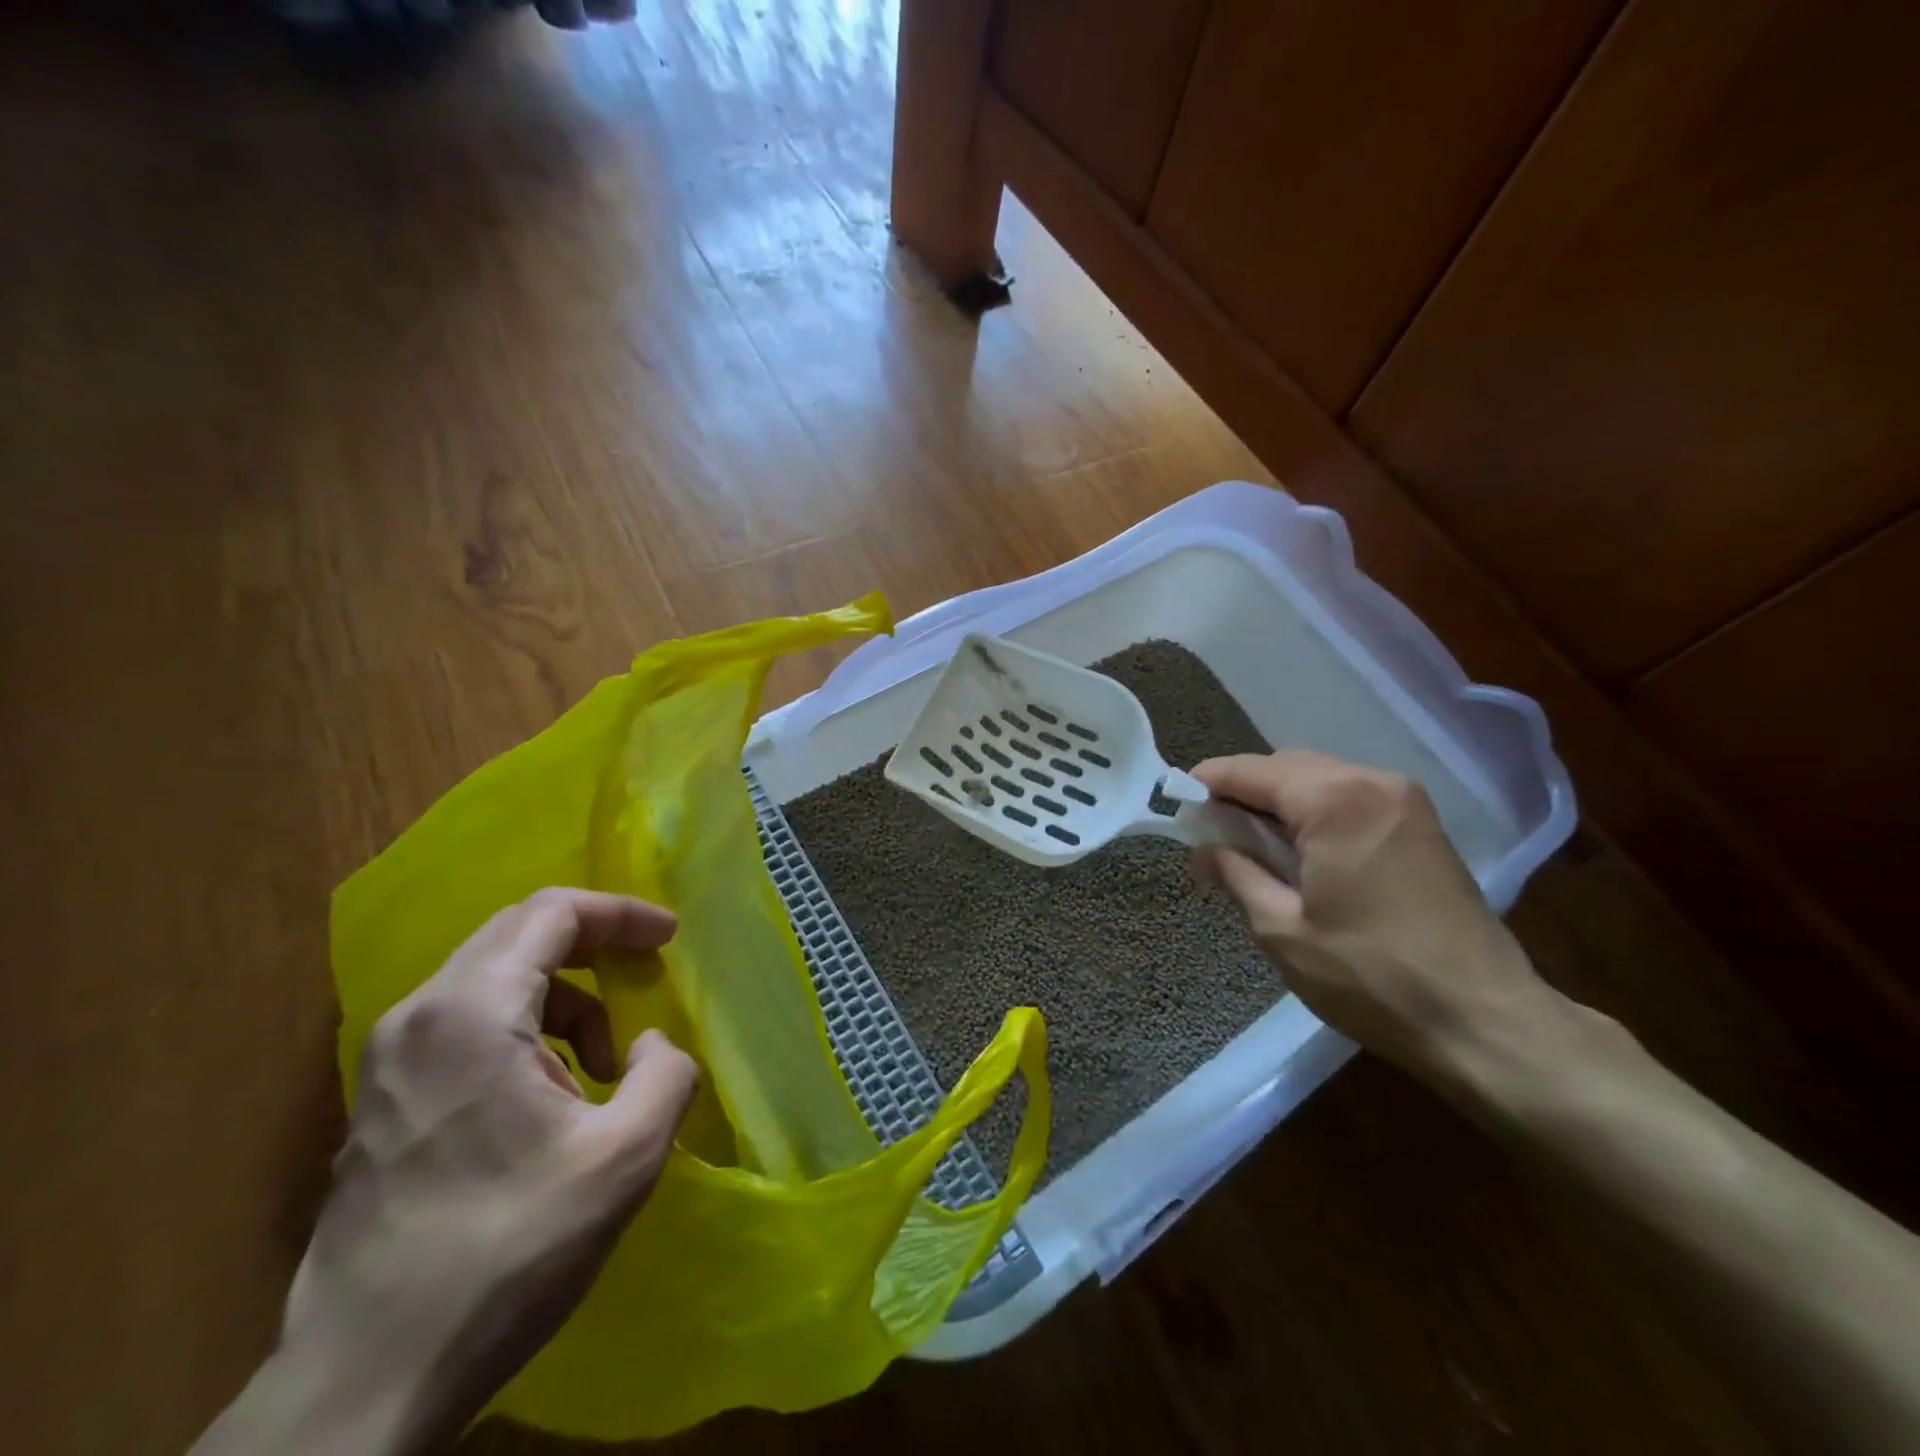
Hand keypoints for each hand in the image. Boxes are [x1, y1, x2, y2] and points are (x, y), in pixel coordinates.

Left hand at [195, 889, 697, 1455]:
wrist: (365, 1381)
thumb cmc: (507, 1250)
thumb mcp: (625, 1157)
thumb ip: (666, 1074)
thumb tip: (650, 1045)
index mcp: (471, 1012)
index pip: (551, 913)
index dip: (620, 914)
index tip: (668, 937)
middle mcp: (417, 1017)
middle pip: (517, 935)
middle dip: (592, 946)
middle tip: (644, 973)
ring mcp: (388, 1061)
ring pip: (491, 981)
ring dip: (561, 999)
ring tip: (600, 1063)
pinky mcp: (380, 1102)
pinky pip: (465, 1025)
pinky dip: (523, 1031)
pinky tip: (548, 1097)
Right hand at [1193, 752, 1569, 1088]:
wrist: (1487, 1023)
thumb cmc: (1372, 976)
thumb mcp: (1283, 930)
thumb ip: (1237, 875)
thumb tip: (1203, 850)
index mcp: (1335, 801)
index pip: (1252, 772)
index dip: (1208, 781)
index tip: (1175, 799)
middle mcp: (1373, 783)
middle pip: (1287, 767)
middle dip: (1243, 792)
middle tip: (1210, 831)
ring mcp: (1406, 801)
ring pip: (1320, 780)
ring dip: (1279, 802)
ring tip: (1250, 844)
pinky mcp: (1423, 826)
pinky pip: (1351, 798)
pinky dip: (1314, 812)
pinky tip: (1299, 850)